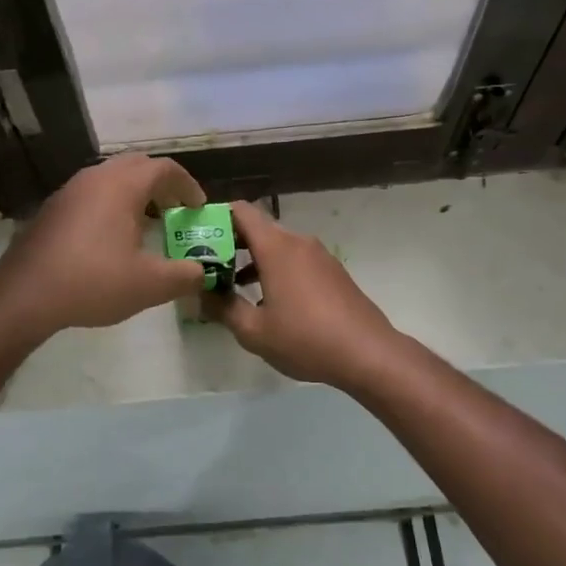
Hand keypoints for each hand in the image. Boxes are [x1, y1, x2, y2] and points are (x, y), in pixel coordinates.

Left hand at [0, 154, 207, 336]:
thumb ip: (184, 276)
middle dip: (161, 185)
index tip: (198, 208)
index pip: (165, 168)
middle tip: (174, 211)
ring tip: (146, 224)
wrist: (24, 294)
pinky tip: (111, 238)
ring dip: (134, 194)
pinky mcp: (53, 208)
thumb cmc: (93, 282)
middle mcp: (95, 178)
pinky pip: (91, 193)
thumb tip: (201, 272)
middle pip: (137, 166)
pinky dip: (111, 204)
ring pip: (111, 178)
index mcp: (122, 185)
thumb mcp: (149, 285)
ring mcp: (70, 190)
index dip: (187, 185)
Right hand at [204, 200, 405, 389]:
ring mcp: (318, 256)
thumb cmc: (305, 338)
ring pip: (277, 247)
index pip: (241, 211)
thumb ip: (222, 308)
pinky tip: (268, 302)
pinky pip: (295, 260)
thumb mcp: (254, 331)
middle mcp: (298, 242)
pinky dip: (275, 270)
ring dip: (252, 261)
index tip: (197, 238)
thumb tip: (200, 294)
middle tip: (207, 267)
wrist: (368, 353)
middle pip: (257, 229)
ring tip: (233, 288)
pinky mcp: (332, 272)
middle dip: (230, 244)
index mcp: (276, 247)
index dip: (216, 218)